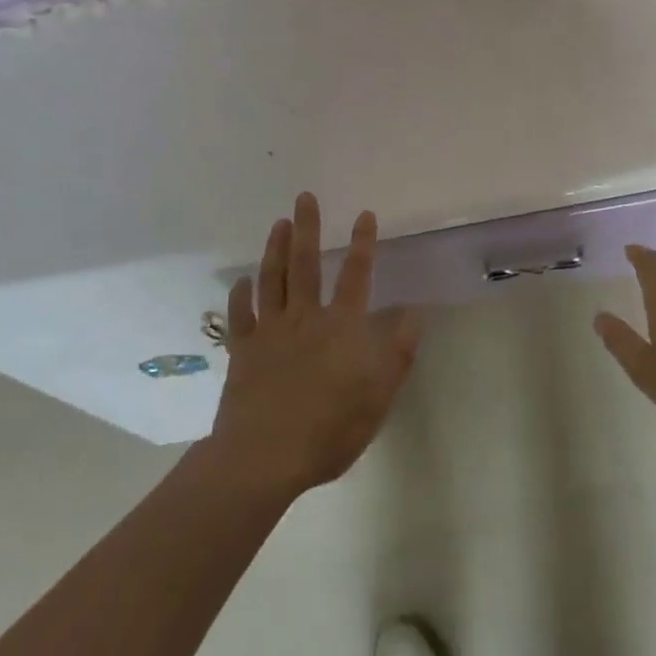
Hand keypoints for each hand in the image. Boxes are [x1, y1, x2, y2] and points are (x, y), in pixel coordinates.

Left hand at [211, 194, 420, 501]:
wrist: (263, 457)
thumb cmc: (329, 429)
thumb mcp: (378, 397)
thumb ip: (398, 354)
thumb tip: (415, 315)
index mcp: (341, 327)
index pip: (356, 276)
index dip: (363, 244)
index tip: (365, 214)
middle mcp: (305, 319)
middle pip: (305, 265)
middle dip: (307, 228)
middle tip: (304, 198)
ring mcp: (270, 332)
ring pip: (272, 280)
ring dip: (274, 249)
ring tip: (278, 223)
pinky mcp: (242, 351)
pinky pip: (240, 316)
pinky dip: (240, 295)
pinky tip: (241, 281)